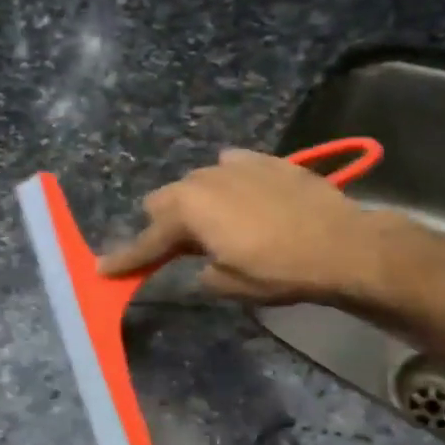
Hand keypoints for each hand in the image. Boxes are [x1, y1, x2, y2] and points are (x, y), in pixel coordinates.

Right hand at [97, 149, 382, 304]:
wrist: (342, 244)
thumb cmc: (279, 270)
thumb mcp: (228, 284)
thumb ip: (199, 272)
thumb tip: (198, 266)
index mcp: (188, 210)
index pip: (147, 240)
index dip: (125, 259)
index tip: (102, 270)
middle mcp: (203, 178)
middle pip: (164, 200)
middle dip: (163, 225)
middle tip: (177, 249)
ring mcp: (236, 164)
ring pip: (197, 181)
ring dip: (196, 204)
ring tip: (216, 225)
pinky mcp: (265, 160)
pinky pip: (231, 167)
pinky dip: (227, 184)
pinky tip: (241, 198)